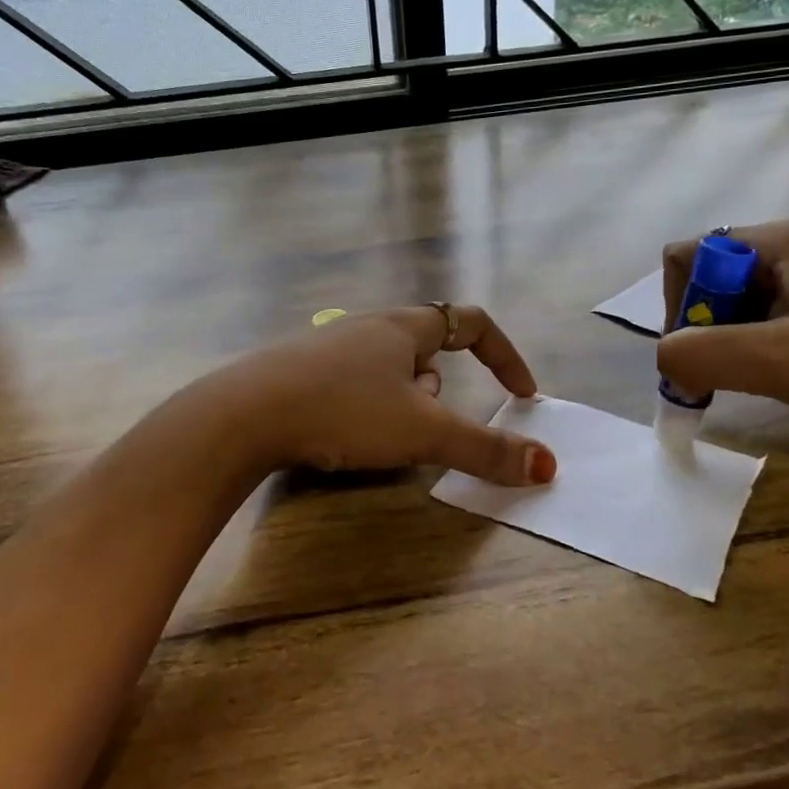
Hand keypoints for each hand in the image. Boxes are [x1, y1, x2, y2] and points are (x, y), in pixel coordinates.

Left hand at [208, 305, 557, 486]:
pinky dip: (366, 406)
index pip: (474, 324)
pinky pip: (353, 383)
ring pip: (390, 368)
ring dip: (404, 399)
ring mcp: (330, 346)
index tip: (520, 395)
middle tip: (430, 428)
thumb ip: (484, 449)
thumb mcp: (422, 432)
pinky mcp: (300, 370)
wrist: (243, 414)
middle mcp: (370, 327)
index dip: (505, 357)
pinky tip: (344, 433)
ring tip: (383, 435)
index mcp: (406, 326)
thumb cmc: (343, 411)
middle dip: (443, 390)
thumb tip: (546, 465)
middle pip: (430, 347)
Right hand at [656, 223, 788, 468]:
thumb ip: (700, 354)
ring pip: (736, 305)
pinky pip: (768, 322)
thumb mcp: (776, 360)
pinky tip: (781, 379)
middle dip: (701, 330)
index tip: (697, 353)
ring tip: (753, 381)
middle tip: (720, 376)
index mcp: (775, 244)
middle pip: (708, 281)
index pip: (685, 257)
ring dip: (728, 345)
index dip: (677, 305)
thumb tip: (665, 359)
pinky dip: (756, 351)